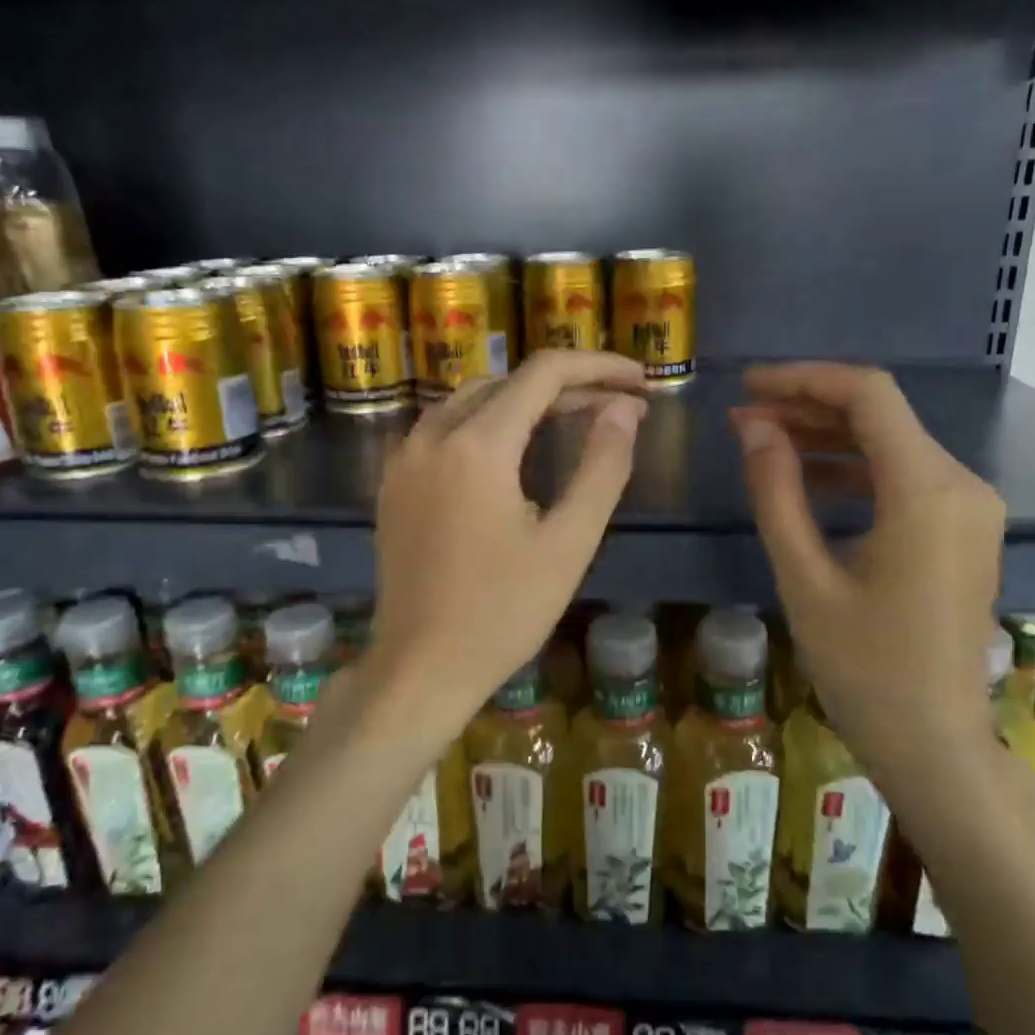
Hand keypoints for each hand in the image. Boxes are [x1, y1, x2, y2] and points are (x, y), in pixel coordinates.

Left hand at [363, 351, 648, 741]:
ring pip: (471, 400)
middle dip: (566, 386)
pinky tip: (514, 450)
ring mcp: (405, 458)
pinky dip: (487, 422)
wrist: (420, 667)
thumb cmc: (503, 612)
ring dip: (524, 401)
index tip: (640, 382)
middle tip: (616, 408)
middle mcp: (432, 435)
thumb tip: (624, 408)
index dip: (598, 367)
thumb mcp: (569, 542)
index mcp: (477, 445)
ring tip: (574, 419)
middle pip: (507, 383)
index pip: (544, 374)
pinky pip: (444, 428)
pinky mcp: (393, 483)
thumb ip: (603, 466)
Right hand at [730, 362, 1005, 786]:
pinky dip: (852, 469)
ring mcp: (968, 507)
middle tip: (742, 418)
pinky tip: (805, 478)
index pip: (868, 396)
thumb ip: (776, 493)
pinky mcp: (961, 529)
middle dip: (807, 407)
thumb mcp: (805, 577)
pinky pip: (902, 477)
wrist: (935, 744)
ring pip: (890, 444)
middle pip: (880, 415)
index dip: (803, 379)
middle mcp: (962, 484)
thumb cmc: (865, 668)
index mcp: (928, 491)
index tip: (747, 386)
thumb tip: (753, 427)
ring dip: (826, 437)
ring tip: (761, 442)